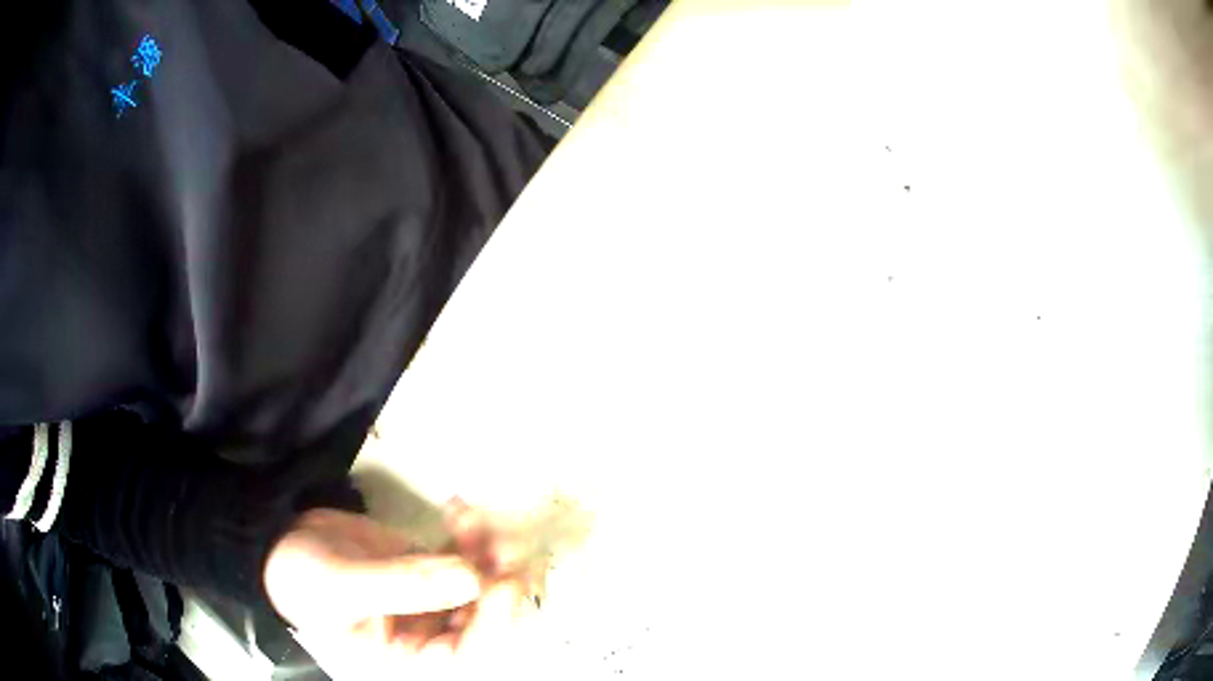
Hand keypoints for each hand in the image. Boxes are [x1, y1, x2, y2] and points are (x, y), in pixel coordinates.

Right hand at [263, 504, 537, 677]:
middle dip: (501, 578)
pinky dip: (469, 531)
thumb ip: (402, 585)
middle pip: (486, 615)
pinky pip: (463, 553)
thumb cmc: (301, 580)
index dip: (493, 622)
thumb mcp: (342, 587)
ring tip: (475, 517)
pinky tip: (457, 508)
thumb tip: (471, 578)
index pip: (465, 651)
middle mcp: (428, 632)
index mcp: (409, 654)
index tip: (503, 581)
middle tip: (504, 540)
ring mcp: (432, 597)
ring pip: (481, 581)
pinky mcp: (428, 565)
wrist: (280, 545)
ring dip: (490, 548)